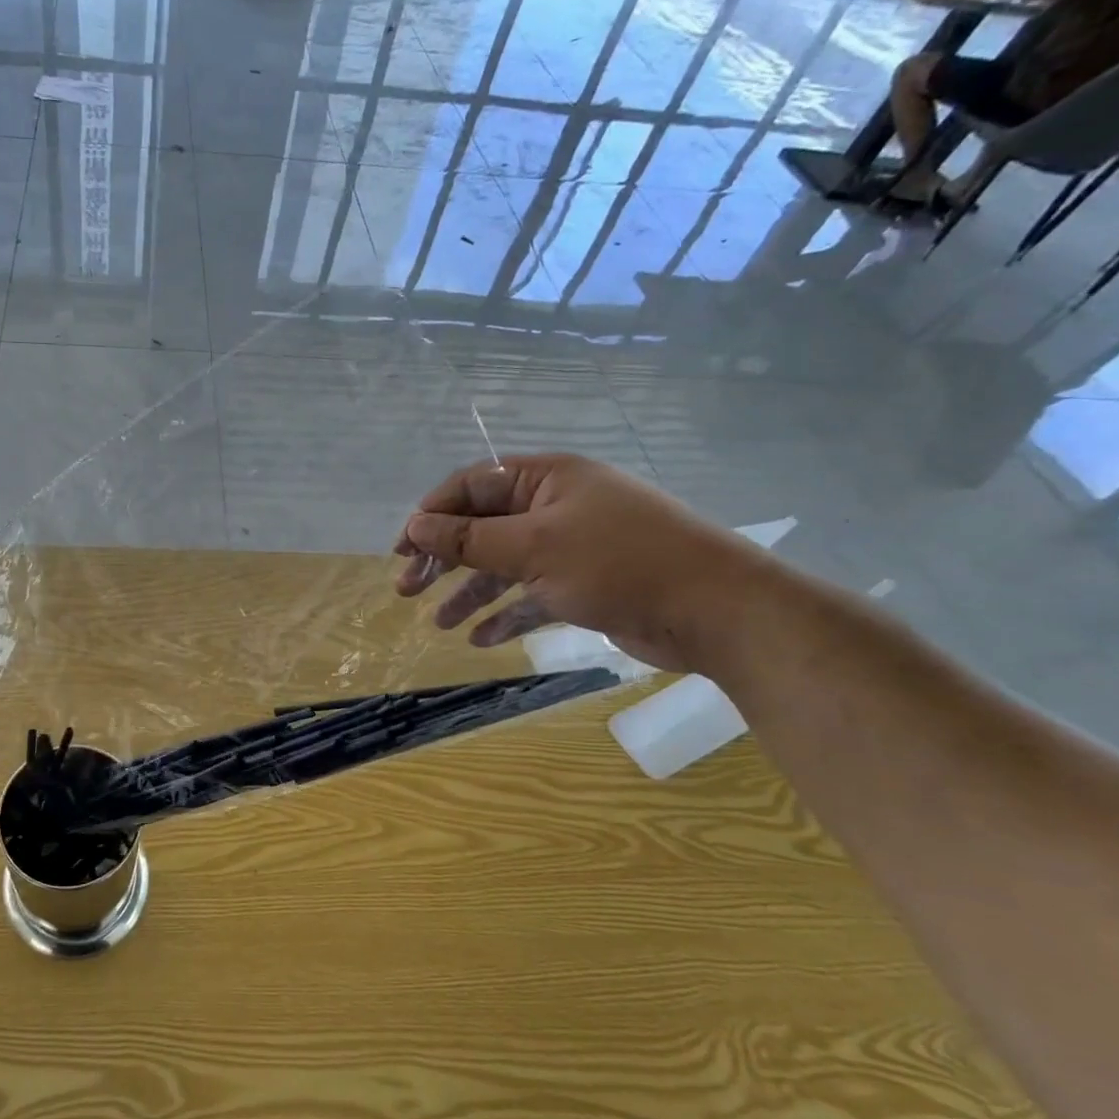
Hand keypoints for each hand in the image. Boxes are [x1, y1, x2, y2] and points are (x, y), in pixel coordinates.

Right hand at [394, 454, 766, 673]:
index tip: (401, 549)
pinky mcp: (586, 585)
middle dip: (443, 558)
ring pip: (504, 565)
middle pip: (483, 526)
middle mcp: (555, 507)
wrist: (717, 611)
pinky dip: (507, 614)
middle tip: (406, 588)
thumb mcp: (533, 547)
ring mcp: (572, 547)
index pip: (472, 486)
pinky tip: (480, 639)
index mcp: (546, 480)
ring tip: (438, 622)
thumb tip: (416, 526)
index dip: (431, 514)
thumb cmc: (618, 563)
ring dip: (470, 592)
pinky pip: (532, 595)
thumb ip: (469, 538)